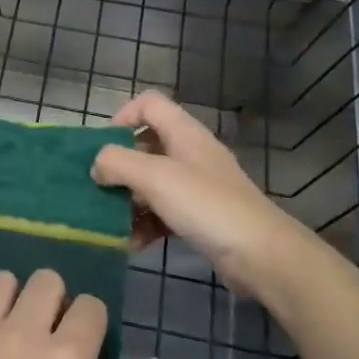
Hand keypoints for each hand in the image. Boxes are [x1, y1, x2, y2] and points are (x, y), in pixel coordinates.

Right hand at [91, 91, 319, 303]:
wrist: (261, 255)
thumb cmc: (206, 205)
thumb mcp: (155, 176)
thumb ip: (117, 163)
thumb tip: (97, 166)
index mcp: (184, 134)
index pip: (149, 104)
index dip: (122, 117)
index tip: (102, 147)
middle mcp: (190, 154)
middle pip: (145, 147)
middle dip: (118, 167)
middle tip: (97, 188)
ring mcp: (197, 187)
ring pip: (151, 184)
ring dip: (127, 201)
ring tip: (108, 222)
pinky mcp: (199, 217)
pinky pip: (162, 213)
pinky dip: (144, 225)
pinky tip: (130, 244)